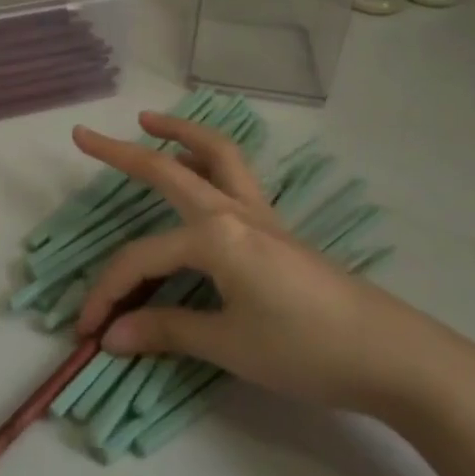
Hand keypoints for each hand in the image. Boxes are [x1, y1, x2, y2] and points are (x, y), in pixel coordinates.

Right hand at [72, 111, 474, 424]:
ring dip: (179, 131)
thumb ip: (167, 330)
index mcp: (214, 236)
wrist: (389, 353)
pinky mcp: (275, 227)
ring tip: (149, 122)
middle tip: (85, 136)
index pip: (143, 259)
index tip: (86, 330)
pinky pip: (234, 175)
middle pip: (168, 169)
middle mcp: (231, 211)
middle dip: (122, 153)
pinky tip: (198, 173)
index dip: (108, 292)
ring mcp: (258, 214)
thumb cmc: (305, 349)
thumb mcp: (230, 346)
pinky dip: (207, 158)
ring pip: (214, 152)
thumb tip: (111, 335)